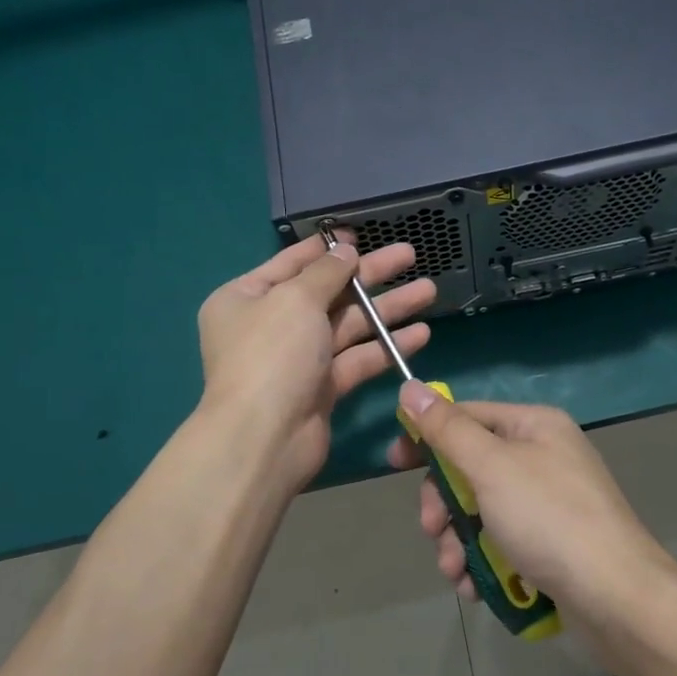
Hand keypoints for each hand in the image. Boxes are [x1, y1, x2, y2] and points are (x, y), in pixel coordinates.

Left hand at [197, 234, 435, 501]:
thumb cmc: (272, 354)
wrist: (264, 439)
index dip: (327, 249)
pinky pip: (357, 358)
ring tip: (428, 290)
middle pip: (327, 292)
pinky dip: (386, 346)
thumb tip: (344, 251)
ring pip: (348, 325)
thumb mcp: (296, 299)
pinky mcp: (321, 388)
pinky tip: (420, 334)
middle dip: (369, 275)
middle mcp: (270, 325)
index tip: (360, 236)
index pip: (291, 263)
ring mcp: (297, 359)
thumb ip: (326, 271)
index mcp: (247, 298)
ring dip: (386, 309)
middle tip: (409, 255)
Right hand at [387, 382, 668, 611]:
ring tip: (455, 572)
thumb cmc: (549, 519)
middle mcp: (543, 456)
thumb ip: (447, 429)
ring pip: (482, 509)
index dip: (427, 435)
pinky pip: (502, 540)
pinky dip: (483, 561)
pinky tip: (475, 587)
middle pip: (471, 467)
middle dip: (445, 503)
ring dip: (458, 540)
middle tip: (432, 530)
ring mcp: (549, 501)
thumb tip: (410, 386)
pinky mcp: (552, 543)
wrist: (617, 598)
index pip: (467, 415)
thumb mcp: (490, 467)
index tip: (394, 463)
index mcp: (534, 425)